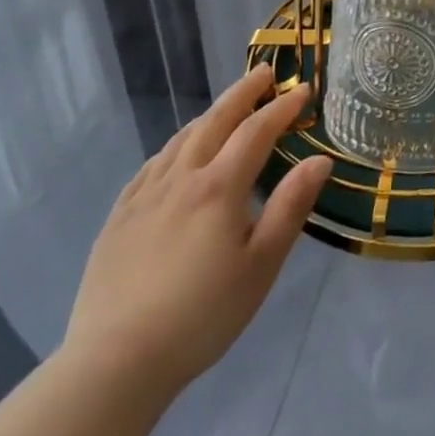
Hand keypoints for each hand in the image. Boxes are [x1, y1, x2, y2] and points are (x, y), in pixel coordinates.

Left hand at [64, 67, 330, 407]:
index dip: (282, 108)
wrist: (115, 362)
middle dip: (242, 94)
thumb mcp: (262, 263)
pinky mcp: (118, 219)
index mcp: (219, 188)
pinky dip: (173, 147)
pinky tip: (176, 154)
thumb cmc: (203, 313)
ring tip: (226, 107)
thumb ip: (291, 206)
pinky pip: (150, 167)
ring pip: (179, 141)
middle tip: (263, 73)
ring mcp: (143, 198)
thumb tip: (319, 160)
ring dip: (209, 116)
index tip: (303, 90)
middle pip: (214, 123)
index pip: (256, 132)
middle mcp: (180, 180)